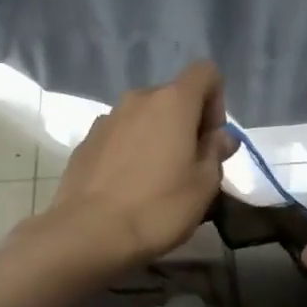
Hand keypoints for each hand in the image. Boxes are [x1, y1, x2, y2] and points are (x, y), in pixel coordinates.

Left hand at [44, 61, 239, 271]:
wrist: (89, 233)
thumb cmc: (158, 207)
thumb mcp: (204, 186)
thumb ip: (215, 153)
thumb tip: (220, 136)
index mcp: (172, 102)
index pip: (206, 73)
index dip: (216, 102)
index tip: (211, 140)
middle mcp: (137, 99)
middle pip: (173, 97)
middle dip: (186, 124)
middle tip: (188, 167)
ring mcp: (107, 119)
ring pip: (143, 118)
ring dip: (156, 138)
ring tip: (156, 180)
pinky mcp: (86, 142)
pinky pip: (119, 136)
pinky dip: (130, 151)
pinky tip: (127, 187)